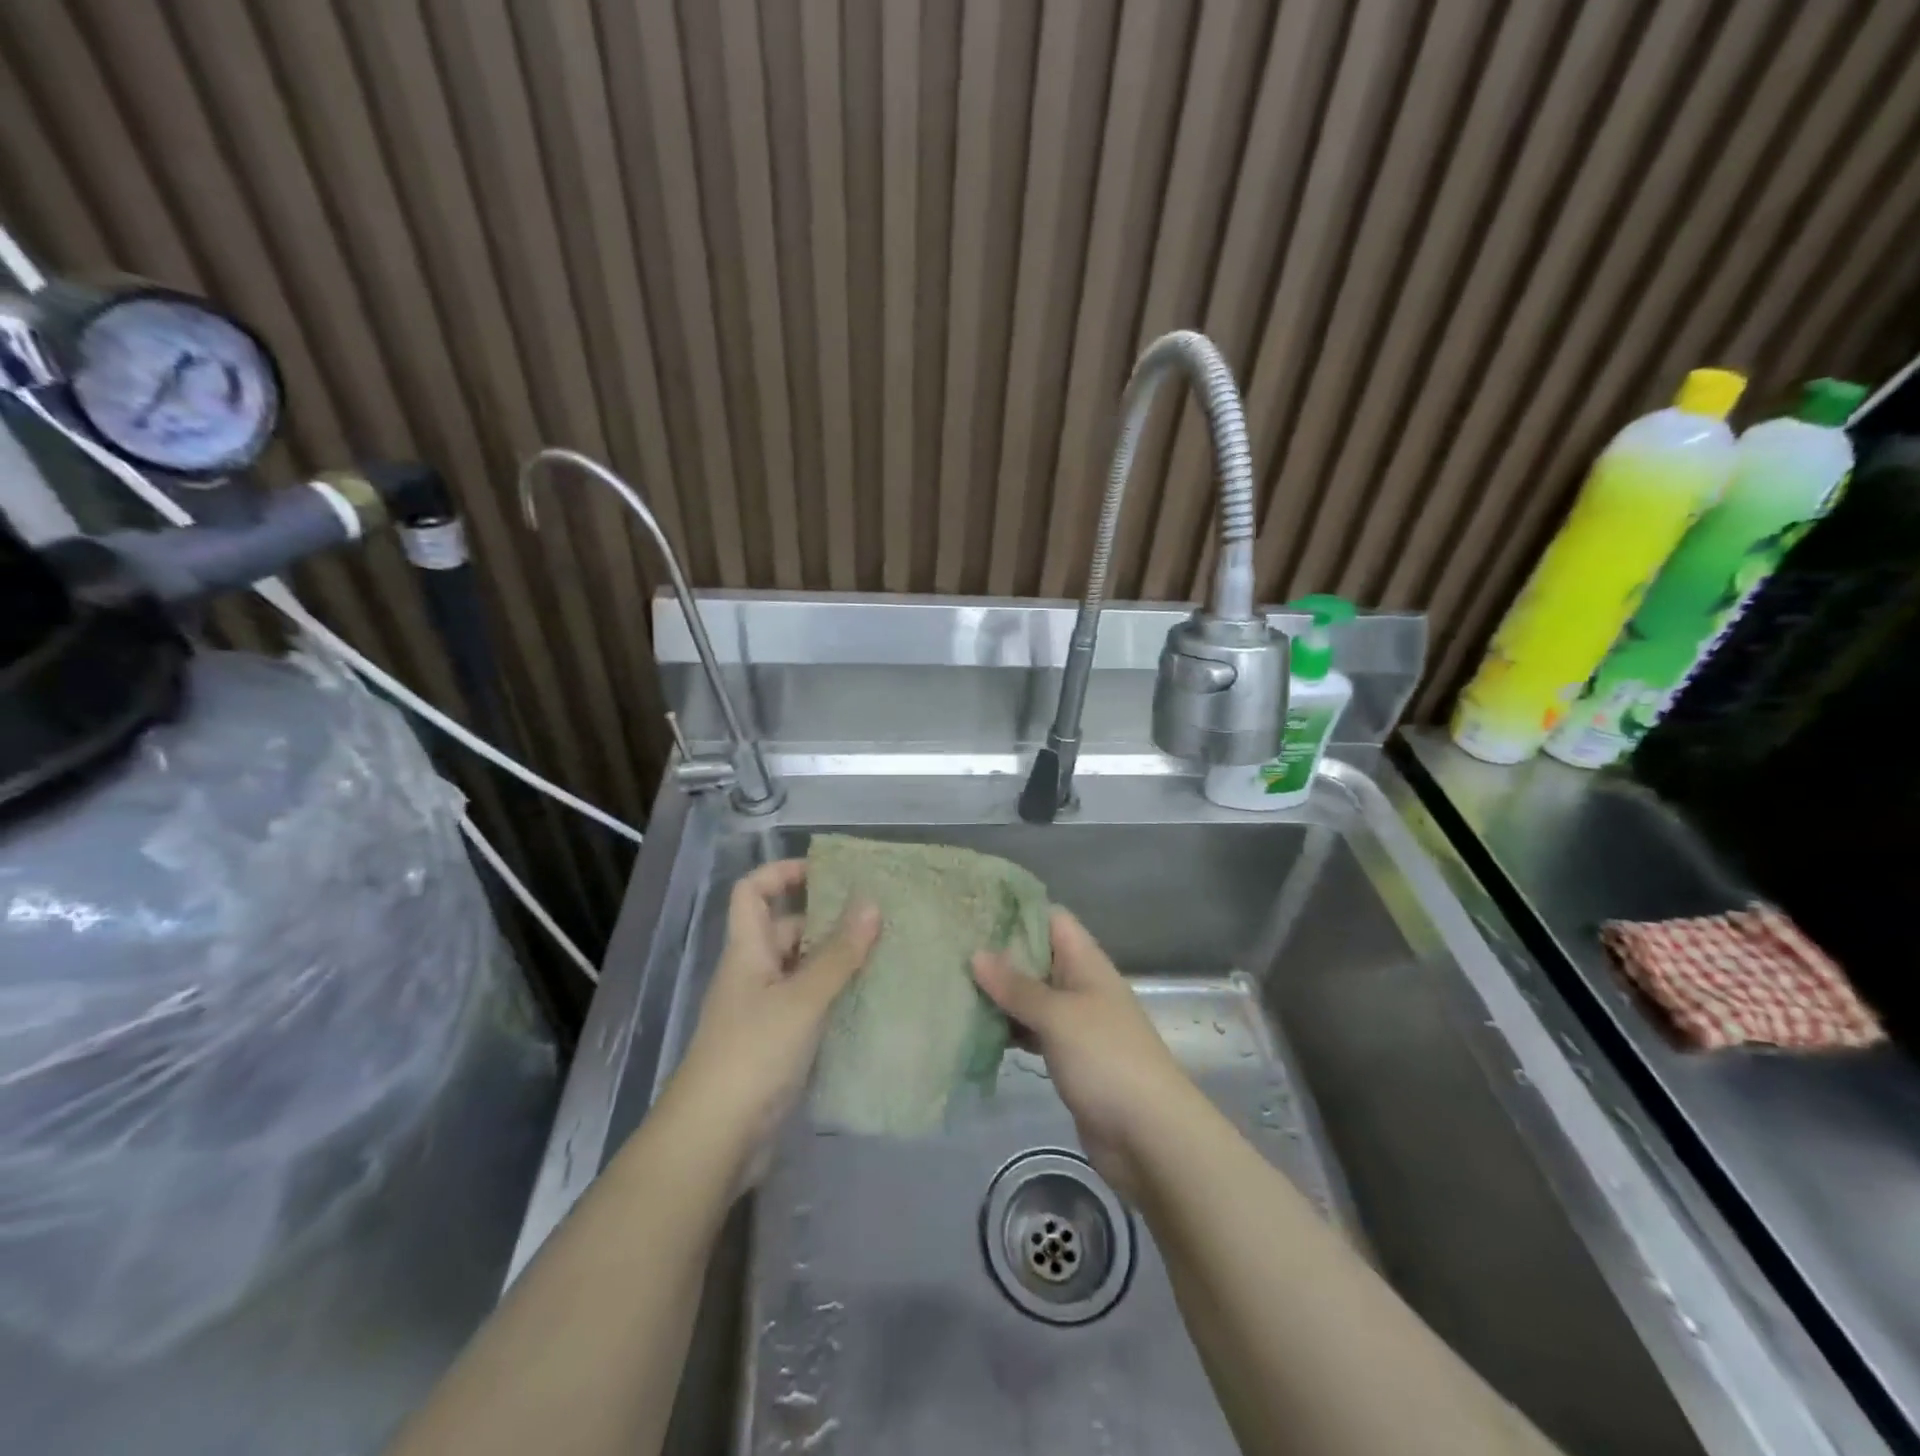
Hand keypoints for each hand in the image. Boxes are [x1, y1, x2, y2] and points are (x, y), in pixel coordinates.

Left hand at [668, 859, 879, 1182]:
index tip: (827, 872)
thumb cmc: (753, 1055)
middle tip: (878, 919)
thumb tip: (871, 903)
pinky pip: (810, 1006)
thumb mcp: (801, 999)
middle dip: (827, 921)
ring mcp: (764, 1012)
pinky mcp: (777, 1045)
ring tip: (886, 955)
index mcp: (747, 952)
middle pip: (786, 930)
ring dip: (837, 962)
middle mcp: (753, 975)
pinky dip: (835, 998)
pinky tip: (871, 1002)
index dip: (782, 873)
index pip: (752, 893)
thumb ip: (838, 954)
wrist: (714, 1141)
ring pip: (803, 970)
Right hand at [973, 908, 1207, 1199]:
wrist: (1149, 1135)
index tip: (974, 910)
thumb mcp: (1058, 1016)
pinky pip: (1033, 1032)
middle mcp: (1081, 986)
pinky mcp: (1069, 1058)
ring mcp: (1076, 1024)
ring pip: (1032, 997)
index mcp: (1087, 963)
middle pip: (1038, 957)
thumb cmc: (1106, 1059)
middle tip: (951, 949)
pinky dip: (1009, 1029)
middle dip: (999, 955)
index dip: (1016, 911)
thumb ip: (1017, 986)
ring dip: (1000, 995)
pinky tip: (976, 1031)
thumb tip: (977, 954)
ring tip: (953, 985)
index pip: (1051, 919)